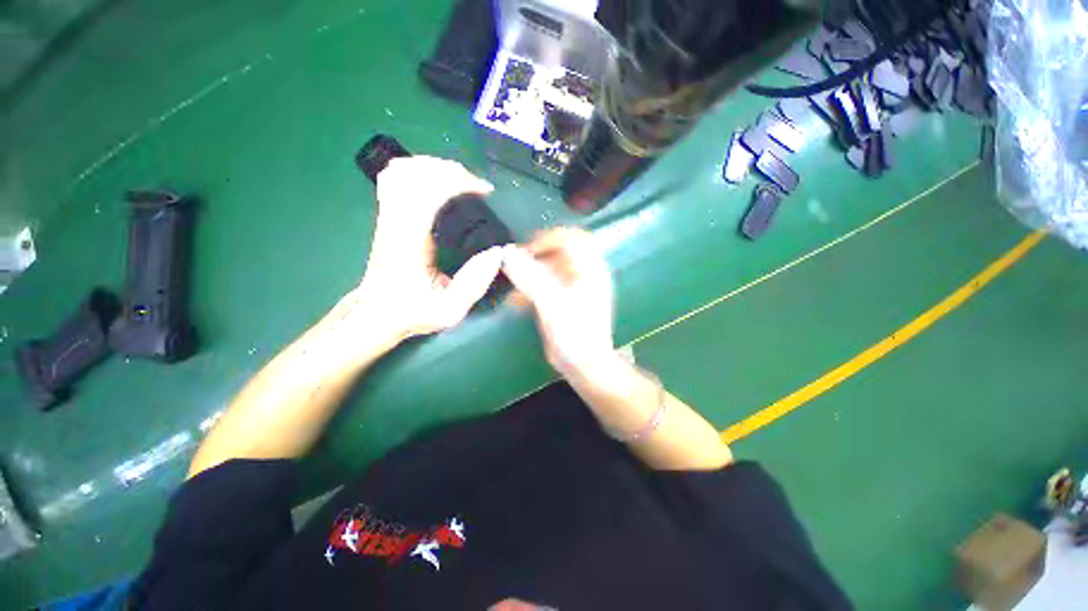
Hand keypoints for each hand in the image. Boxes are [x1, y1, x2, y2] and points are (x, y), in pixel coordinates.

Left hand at [356, 156, 504, 343]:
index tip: (484, 191)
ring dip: (435, 167)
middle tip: (476, 185)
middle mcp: (395, 221)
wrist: (377, 313)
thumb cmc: (413, 312)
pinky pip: (394, 177)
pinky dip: (417, 170)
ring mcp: (387, 215)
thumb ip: (474, 284)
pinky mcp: (387, 215)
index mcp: (410, 241)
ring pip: (402, 169)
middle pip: (415, 172)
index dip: (459, 181)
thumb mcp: (450, 310)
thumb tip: (497, 253)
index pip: (428, 191)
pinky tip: (435, 181)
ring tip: (460, 180)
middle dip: (451, 170)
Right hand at [501, 227, 616, 380]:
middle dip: (536, 255)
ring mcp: (576, 287)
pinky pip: (547, 284)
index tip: (525, 251)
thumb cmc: (574, 334)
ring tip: (513, 282)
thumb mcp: (552, 304)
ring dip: (531, 272)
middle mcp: (585, 273)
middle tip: (516, 263)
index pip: (571, 238)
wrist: (584, 365)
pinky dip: (532, 287)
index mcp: (590, 269)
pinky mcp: (566, 300)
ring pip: (551, 267)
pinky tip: (517, 300)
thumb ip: (531, 277)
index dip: (547, 239)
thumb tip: (507, 253)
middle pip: (559, 250)